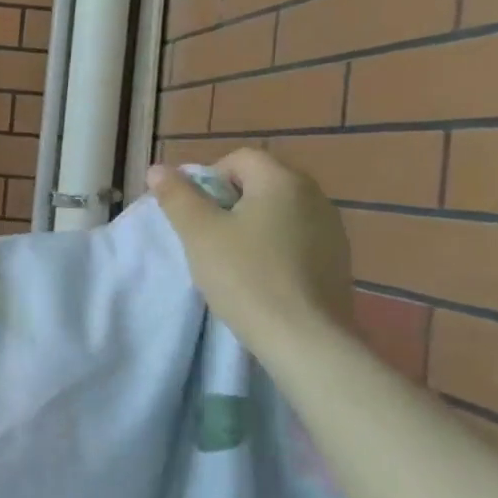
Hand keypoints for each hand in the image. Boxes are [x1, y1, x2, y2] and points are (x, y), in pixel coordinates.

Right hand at [146, 149, 354, 358]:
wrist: (304, 339)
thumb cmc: (244, 276)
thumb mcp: (198, 232)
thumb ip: (176, 195)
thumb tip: (159, 169)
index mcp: (282, 181)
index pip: (239, 158)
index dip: (209, 179)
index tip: (196, 214)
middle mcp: (315, 195)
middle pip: (261, 183)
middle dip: (229, 203)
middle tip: (208, 237)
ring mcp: (332, 229)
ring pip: (278, 212)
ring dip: (252, 225)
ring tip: (232, 259)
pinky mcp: (338, 260)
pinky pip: (296, 238)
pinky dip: (274, 247)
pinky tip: (261, 276)